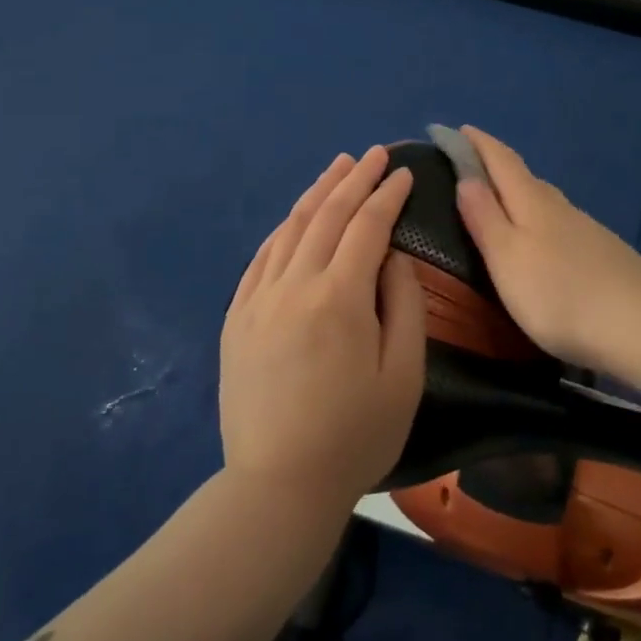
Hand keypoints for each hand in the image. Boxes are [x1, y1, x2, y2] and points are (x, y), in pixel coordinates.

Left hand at [220, 146, 427, 512]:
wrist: (277, 486)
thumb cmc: (355, 435)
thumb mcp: (403, 375)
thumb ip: (403, 305)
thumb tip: (392, 257)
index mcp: (339, 297)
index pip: (367, 227)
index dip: (387, 195)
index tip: (402, 173)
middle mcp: (294, 284)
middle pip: (327, 215)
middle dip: (354, 179)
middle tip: (373, 154)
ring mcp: (258, 299)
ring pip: (290, 228)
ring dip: (317, 193)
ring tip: (337, 167)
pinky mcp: (236, 318)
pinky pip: (261, 258)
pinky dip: (284, 229)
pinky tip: (295, 217)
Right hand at [453, 126, 640, 372]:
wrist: (637, 326)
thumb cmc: (557, 295)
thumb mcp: (506, 258)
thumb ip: (484, 217)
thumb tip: (467, 177)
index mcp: (532, 203)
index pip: (501, 161)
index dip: (478, 143)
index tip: (458, 128)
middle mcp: (561, 207)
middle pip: (525, 178)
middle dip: (498, 167)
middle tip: (474, 169)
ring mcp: (589, 229)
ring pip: (549, 202)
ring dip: (523, 196)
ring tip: (506, 207)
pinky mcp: (607, 253)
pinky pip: (567, 225)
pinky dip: (547, 223)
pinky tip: (549, 245)